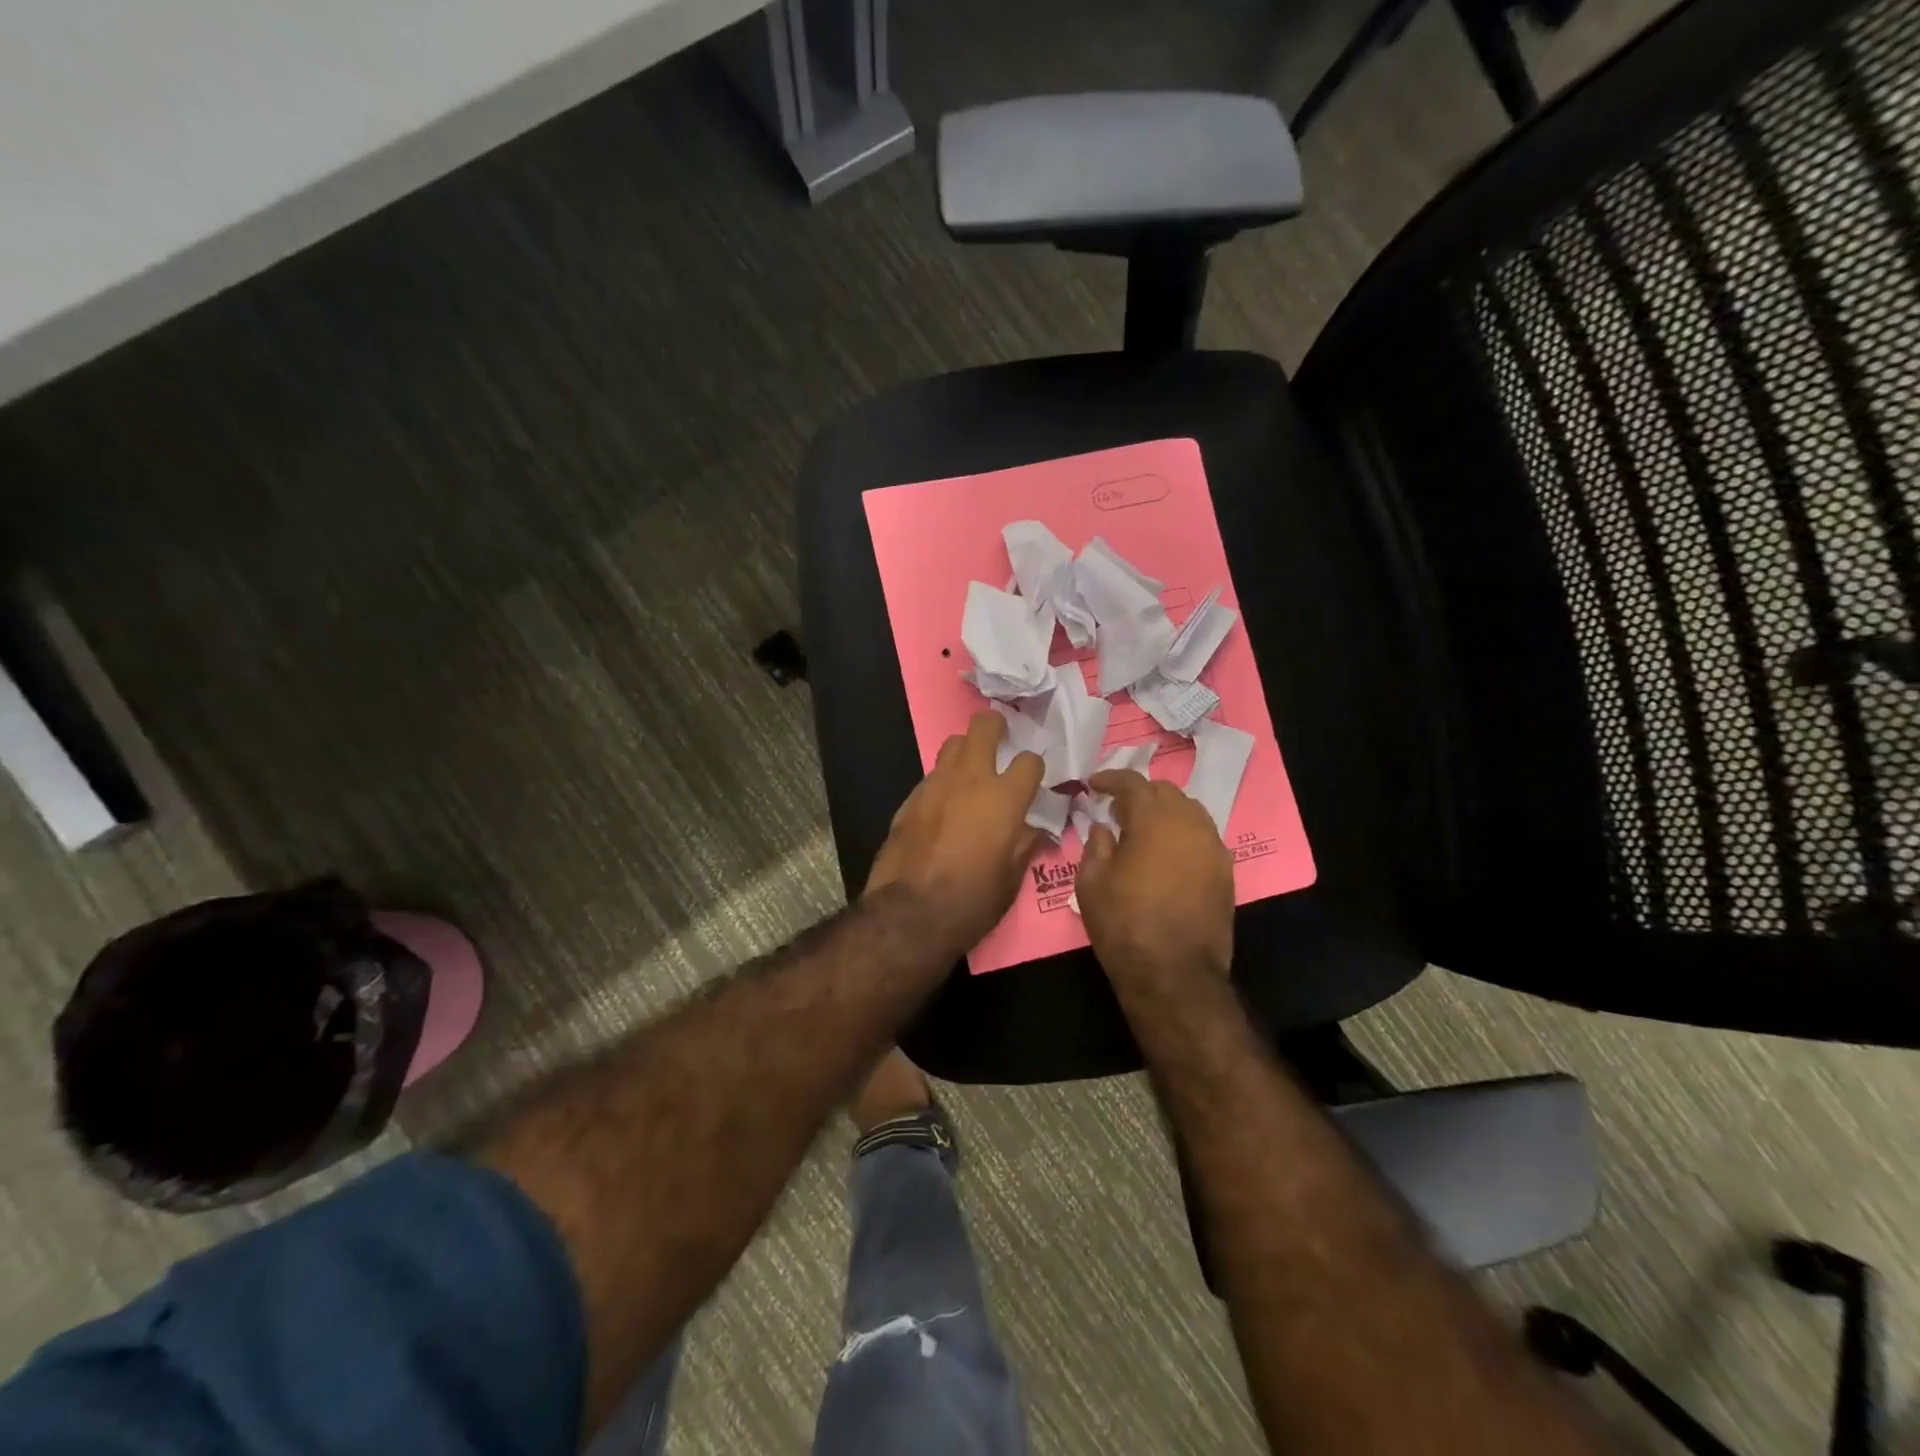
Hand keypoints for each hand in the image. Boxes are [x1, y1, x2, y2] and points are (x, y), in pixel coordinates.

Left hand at [865, 712, 1046, 956]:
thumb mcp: (1011, 879)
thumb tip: (1033, 830)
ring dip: (966, 750)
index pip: (1030, 761)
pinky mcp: (910, 798)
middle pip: (984, 726)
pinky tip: (944, 803)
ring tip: (971, 770)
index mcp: (1004, 798)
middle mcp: (970, 779)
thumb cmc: (972, 901)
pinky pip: (932, 774)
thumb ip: (1024, 845)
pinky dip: (944, 780)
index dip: (1034, 768)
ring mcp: (936, 784)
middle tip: (1001, 738)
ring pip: (953, 743)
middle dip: (996, 725)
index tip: (1033, 781)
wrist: (910, 913)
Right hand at [1077, 769, 1234, 982]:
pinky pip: (1203, 836)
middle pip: (1166, 791)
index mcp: (1154, 820)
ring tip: (1143, 829)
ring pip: (1190, 810)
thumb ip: (1096, 845)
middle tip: (1117, 809)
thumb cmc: (1124, 925)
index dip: (1111, 779)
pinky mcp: (1226, 871)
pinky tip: (1167, 853)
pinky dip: (1183, 833)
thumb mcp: (1091, 883)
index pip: (1133, 783)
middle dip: (1140, 793)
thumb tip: (1104, 828)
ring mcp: (1213, 847)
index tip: (1093, 784)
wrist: (1174, 974)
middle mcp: (1190, 824)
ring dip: (1165, 811)